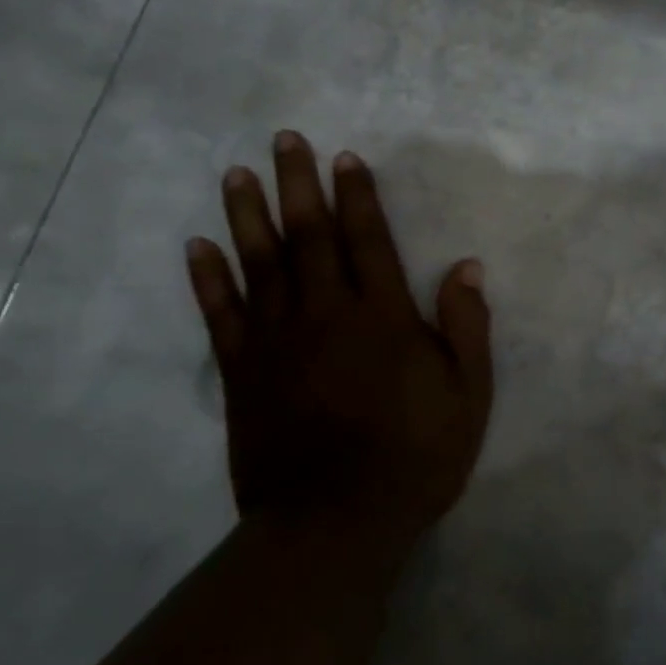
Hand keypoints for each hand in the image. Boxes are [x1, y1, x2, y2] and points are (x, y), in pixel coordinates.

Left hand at [185, 132, 493, 546]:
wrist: (335, 525)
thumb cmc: (414, 457)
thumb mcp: (468, 395)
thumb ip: (467, 327)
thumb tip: (467, 266)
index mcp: (382, 316)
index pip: (367, 239)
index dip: (357, 195)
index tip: (343, 158)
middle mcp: (326, 314)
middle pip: (308, 236)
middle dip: (297, 183)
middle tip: (283, 139)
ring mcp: (277, 341)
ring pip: (260, 263)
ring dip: (247, 215)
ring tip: (236, 174)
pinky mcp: (243, 372)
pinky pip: (221, 315)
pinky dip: (208, 279)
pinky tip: (197, 246)